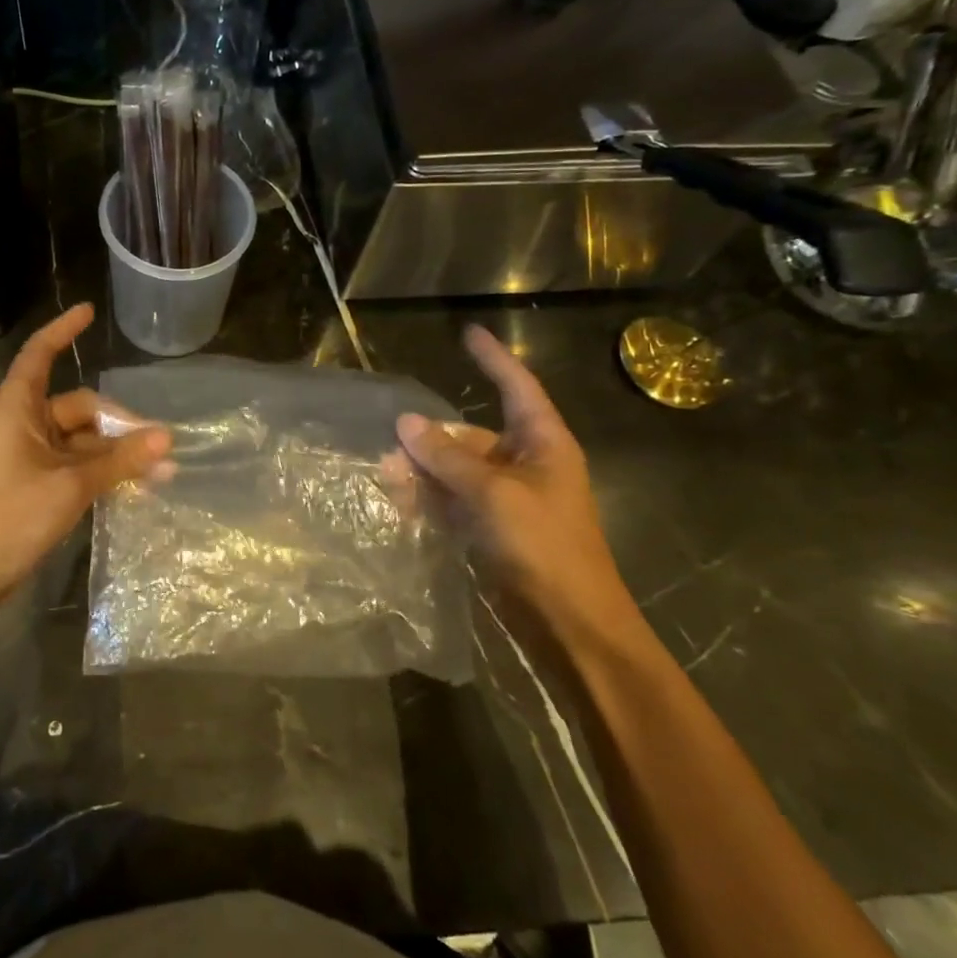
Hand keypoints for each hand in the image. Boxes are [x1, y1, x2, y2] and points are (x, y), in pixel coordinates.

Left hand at [0, 305, 170, 615]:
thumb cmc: (10, 516)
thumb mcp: (71, 484)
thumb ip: (120, 460)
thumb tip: (167, 439)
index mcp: (17, 407)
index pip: (40, 353)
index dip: (63, 330)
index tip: (89, 312)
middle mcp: (22, 423)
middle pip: (79, 406)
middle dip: (119, 424)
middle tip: (160, 446)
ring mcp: (29, 455)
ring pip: (82, 440)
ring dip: (116, 453)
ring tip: (160, 471)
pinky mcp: (35, 483)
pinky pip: (75, 464)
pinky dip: (102, 471)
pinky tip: (136, 484)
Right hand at [396, 326, 638, 646]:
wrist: (571, 624)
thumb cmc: (544, 546)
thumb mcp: (493, 494)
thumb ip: (447, 457)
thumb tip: (405, 422)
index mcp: (542, 444)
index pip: (516, 387)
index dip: (494, 359)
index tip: (469, 333)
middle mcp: (524, 464)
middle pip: (471, 435)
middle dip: (431, 438)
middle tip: (390, 441)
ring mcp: (507, 498)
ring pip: (456, 469)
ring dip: (423, 470)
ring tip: (386, 476)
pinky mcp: (492, 528)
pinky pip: (453, 500)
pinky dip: (429, 499)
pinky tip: (400, 502)